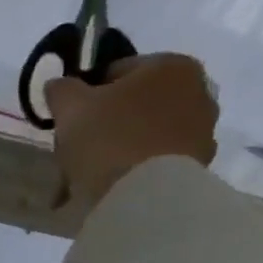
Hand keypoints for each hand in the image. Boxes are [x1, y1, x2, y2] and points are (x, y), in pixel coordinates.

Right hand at [45, 53, 219, 210]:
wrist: (141, 196)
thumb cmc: (107, 137)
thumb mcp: (69, 106)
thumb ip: (62, 88)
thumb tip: (60, 85)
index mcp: (171, 66)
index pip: (116, 71)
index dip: (87, 93)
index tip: (71, 116)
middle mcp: (197, 91)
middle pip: (135, 103)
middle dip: (107, 121)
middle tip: (78, 145)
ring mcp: (202, 130)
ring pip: (146, 133)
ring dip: (120, 146)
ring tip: (90, 173)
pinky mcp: (199, 165)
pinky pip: (156, 160)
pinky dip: (134, 168)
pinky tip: (109, 185)